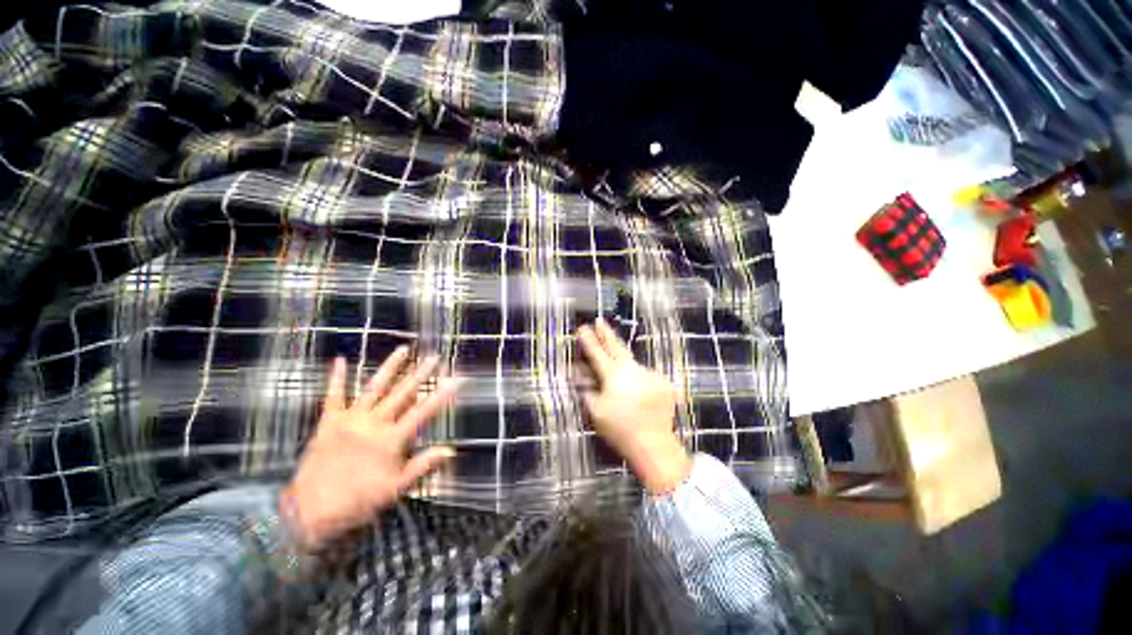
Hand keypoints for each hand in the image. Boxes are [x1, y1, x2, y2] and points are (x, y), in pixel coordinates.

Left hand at [286, 349, 458, 548]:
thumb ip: (422, 466)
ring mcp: (350, 419)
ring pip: (374, 387)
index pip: (423, 412)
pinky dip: (336, 378)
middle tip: (434, 357)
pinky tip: (341, 360)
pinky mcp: (329, 422)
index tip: (454, 380)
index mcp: (391, 439)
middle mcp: (374, 423)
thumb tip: (450, 450)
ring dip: (390, 367)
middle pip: (402, 393)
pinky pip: (333, 396)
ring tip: (403, 349)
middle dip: (421, 374)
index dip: (441, 395)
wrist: (308, 511)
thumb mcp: (395, 489)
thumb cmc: (357, 502)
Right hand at [576, 319, 690, 494]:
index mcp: (614, 376)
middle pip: (617, 347)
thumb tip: (582, 376)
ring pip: (633, 364)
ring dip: (624, 366)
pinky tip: (638, 395)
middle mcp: (633, 370)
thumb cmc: (620, 429)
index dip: (589, 340)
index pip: (598, 353)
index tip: (582, 328)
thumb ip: (588, 390)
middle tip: (599, 321)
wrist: (654, 445)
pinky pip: (646, 376)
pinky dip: (639, 381)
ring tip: (622, 385)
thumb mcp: (596, 411)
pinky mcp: (663, 382)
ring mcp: (650, 374)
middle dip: (606, 334)